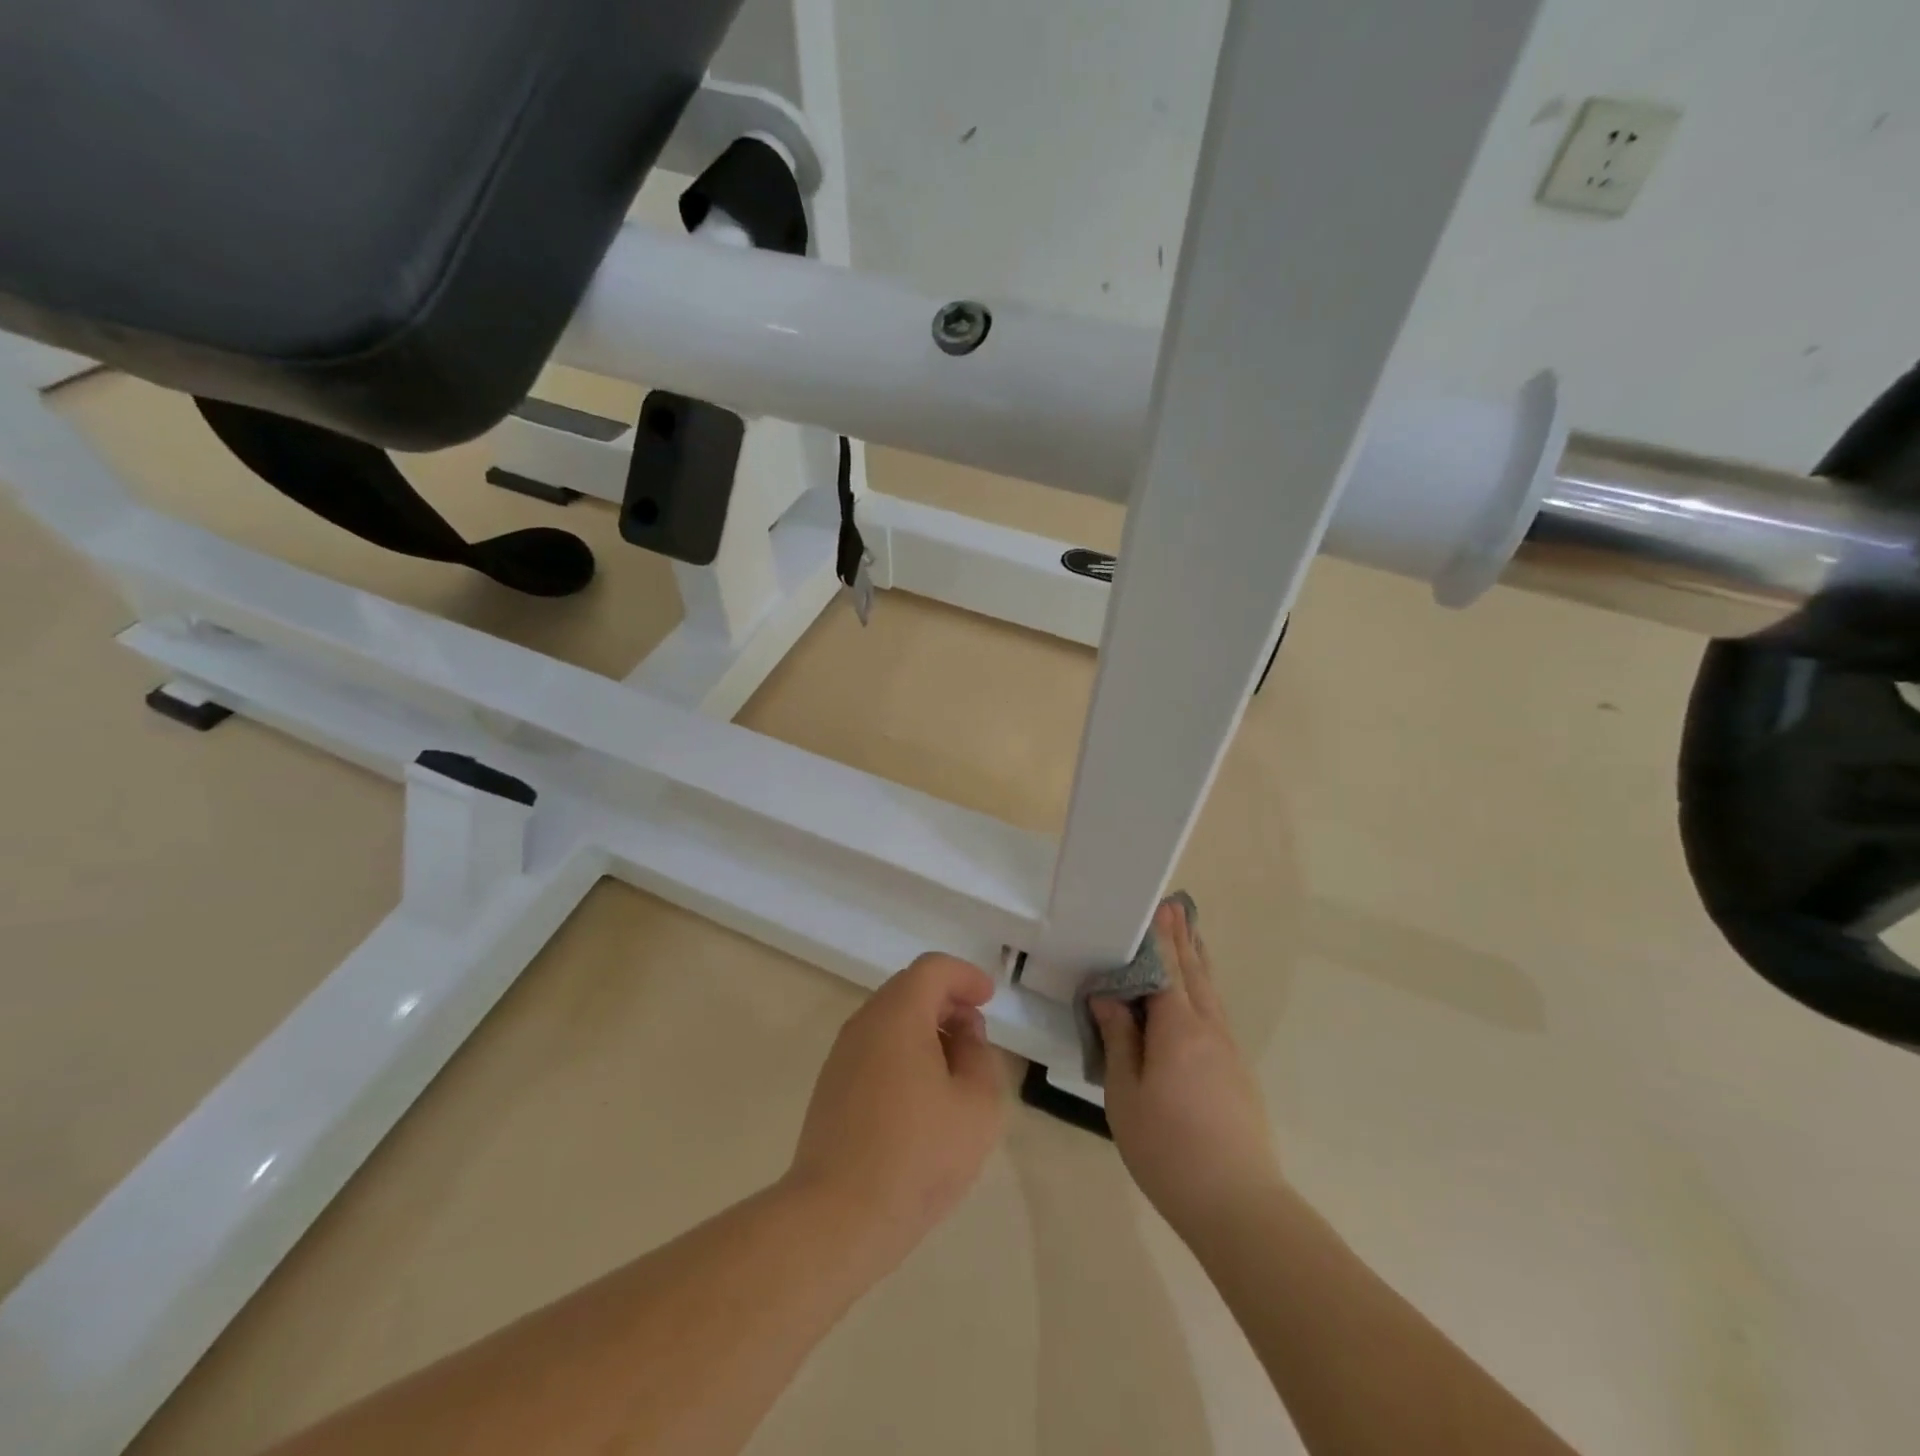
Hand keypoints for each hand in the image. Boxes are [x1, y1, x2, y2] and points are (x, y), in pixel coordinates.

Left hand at [787, 953, 1006, 1263]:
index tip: (988, 999)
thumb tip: (963, 1038)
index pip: (932, 969)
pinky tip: (922, 1097)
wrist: (837, 1217)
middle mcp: (863, 1024)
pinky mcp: (831, 1088)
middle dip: (947, 1002)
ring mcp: (842, 1056)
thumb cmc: (917, 1155)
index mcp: (897, 1015)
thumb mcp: (977, 1105)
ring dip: (926, 1030)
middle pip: (909, 990)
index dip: (965, 976)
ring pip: (890, 1021)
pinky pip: (875, 1050)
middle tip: (976, 1035)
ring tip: (954, 1070)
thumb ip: (981, 1058)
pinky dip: (904, 1053)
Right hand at [1091, 899, 1283, 1237]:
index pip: (1166, 969)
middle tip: (1175, 907)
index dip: (1159, 938)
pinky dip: (1204, 990)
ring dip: (1197, 961)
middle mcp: (1209, 1029)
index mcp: (1179, 1028)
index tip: (1155, 907)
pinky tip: (1198, 996)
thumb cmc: (1168, 1148)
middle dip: (1182, 940)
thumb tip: (1108, 996)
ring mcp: (1229, 1051)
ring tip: (1190, 936)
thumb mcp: (1125, 1093)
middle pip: (1194, 973)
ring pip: (1210, 993)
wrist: (1238, 1204)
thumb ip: (1118, 1039)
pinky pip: (1216, 1014)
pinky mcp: (1237, 1072)